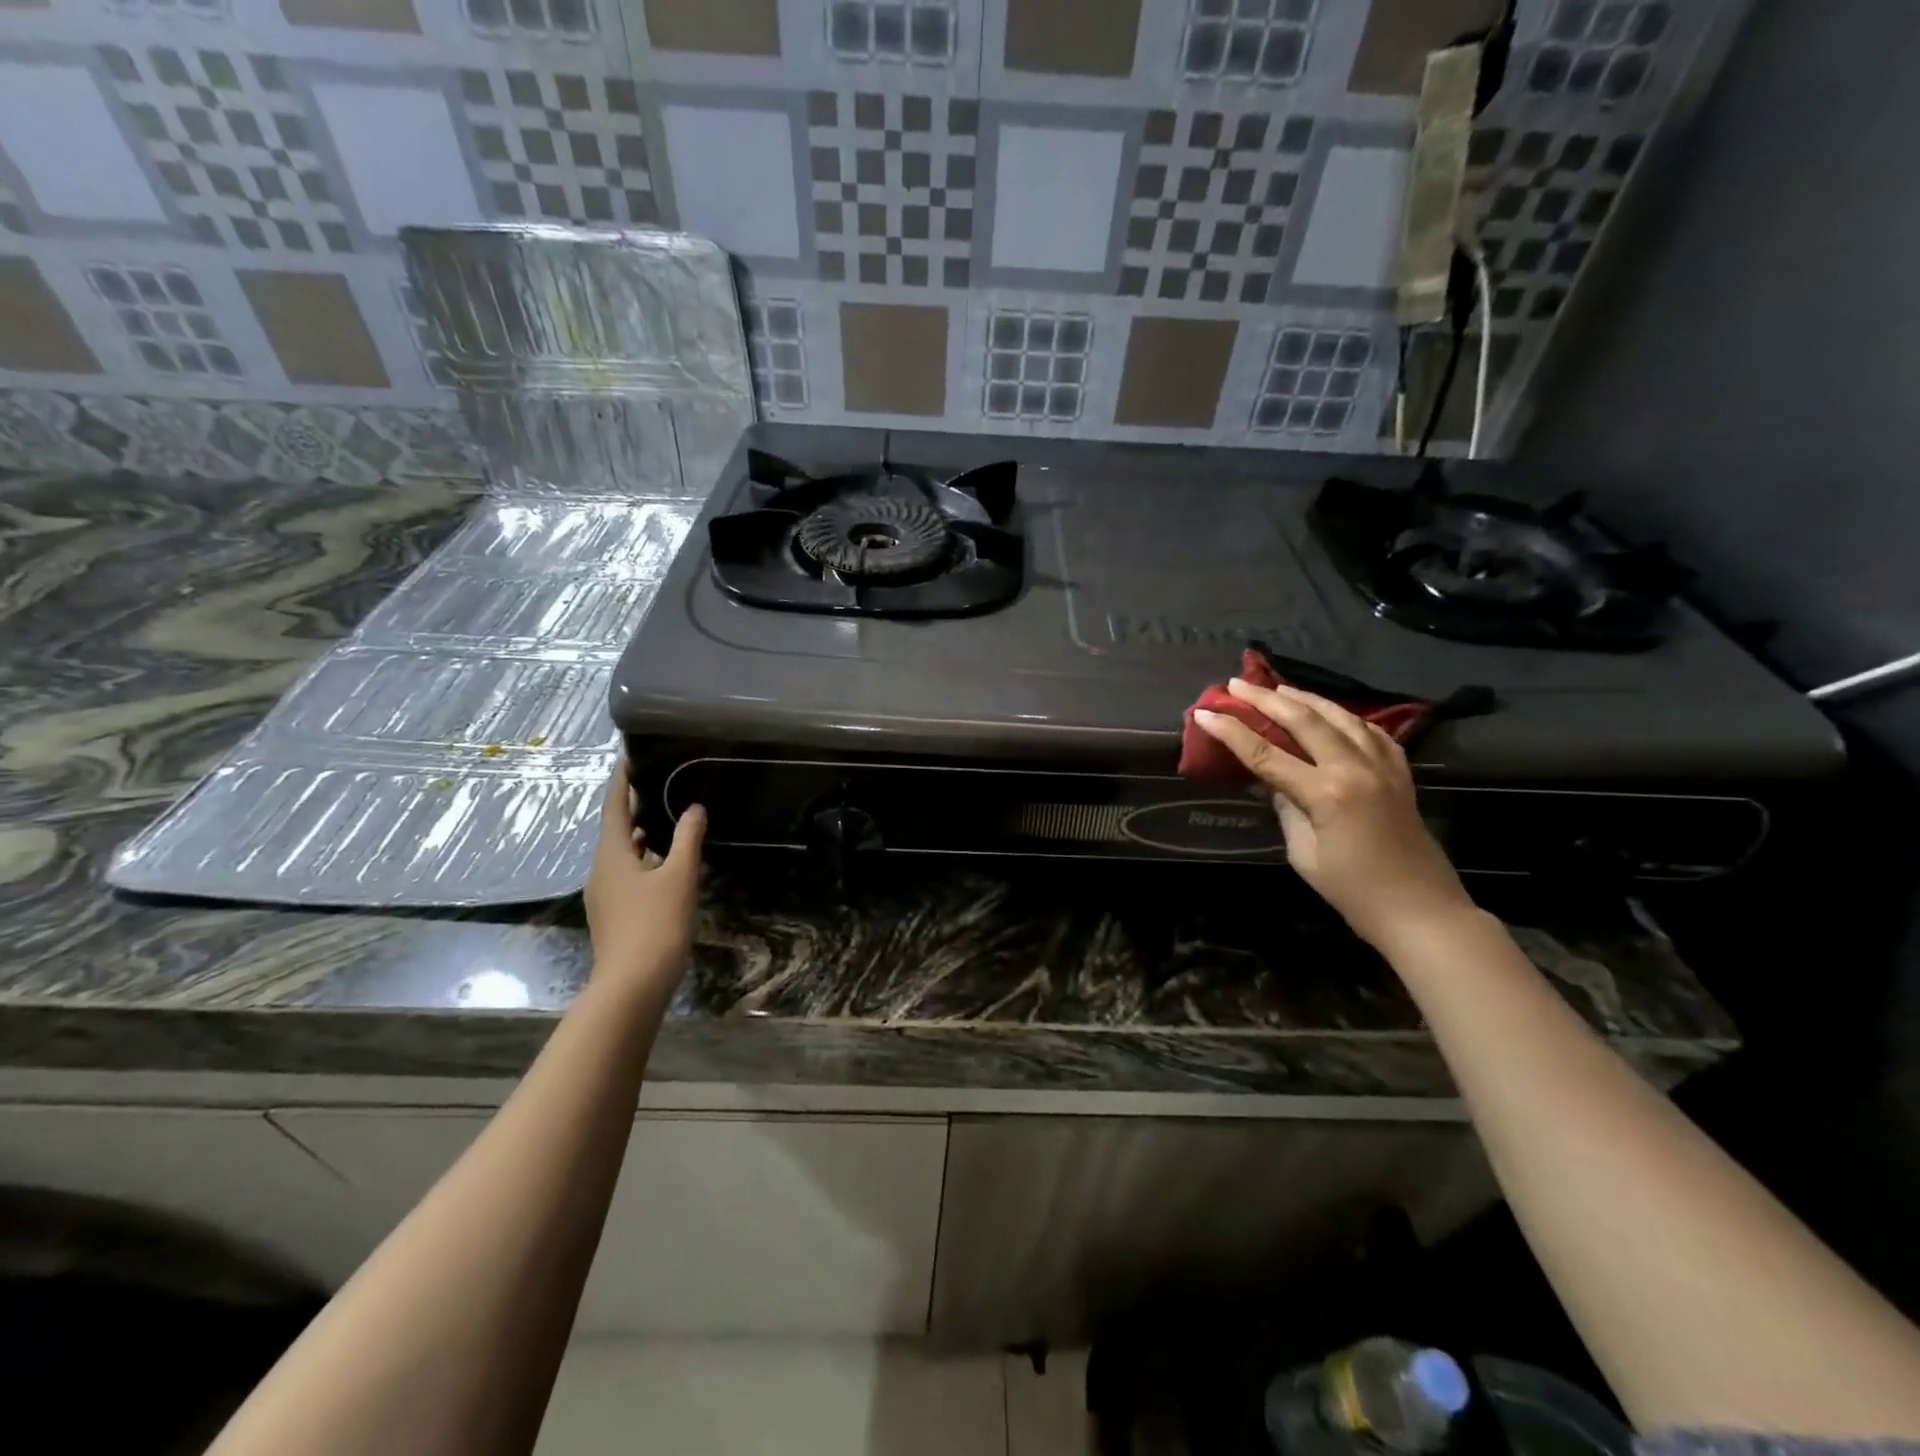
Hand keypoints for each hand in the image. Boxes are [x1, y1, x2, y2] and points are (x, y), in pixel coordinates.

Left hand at [583, 761, 705, 992]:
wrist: (632, 986)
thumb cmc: (655, 925)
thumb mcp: (679, 877)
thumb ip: (687, 839)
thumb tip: (694, 808)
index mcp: (612, 854)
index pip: (614, 805)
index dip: (622, 780)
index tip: (631, 756)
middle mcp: (602, 869)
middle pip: (617, 828)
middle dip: (637, 806)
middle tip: (663, 782)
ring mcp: (606, 894)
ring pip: (624, 853)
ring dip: (643, 835)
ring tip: (670, 817)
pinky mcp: (615, 913)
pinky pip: (629, 873)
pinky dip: (646, 859)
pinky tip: (668, 863)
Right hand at [1194, 679, 1475, 949]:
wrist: (1421, 911)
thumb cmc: (1353, 892)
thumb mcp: (1304, 853)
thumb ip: (1287, 808)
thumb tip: (1274, 781)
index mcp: (1326, 794)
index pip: (1266, 754)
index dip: (1231, 732)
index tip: (1204, 713)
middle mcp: (1355, 769)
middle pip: (1304, 721)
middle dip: (1266, 700)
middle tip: (1236, 684)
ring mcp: (1383, 766)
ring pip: (1341, 716)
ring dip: (1306, 699)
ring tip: (1278, 687)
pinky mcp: (1400, 773)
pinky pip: (1372, 732)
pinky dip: (1346, 717)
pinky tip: (1332, 713)